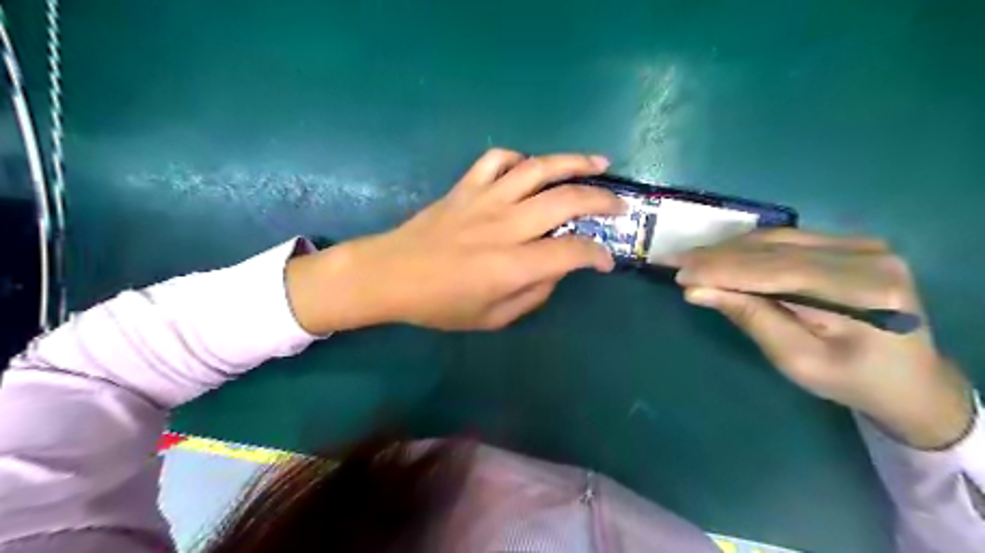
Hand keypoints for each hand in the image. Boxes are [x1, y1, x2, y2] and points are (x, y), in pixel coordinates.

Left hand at [287, 148, 620, 333]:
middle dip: (603, 200)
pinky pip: (498, 160)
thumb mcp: (491, 318)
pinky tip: (530, 168)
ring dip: (574, 162)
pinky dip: (520, 158)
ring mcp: (485, 199)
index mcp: (512, 265)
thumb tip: (555, 271)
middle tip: (619, 205)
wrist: (390, 275)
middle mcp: (506, 226)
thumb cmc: (439, 304)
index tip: (605, 261)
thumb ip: (532, 296)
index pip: (572, 251)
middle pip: (567, 200)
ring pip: (539, 169)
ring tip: (598, 163)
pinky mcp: (466, 187)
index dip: (597, 255)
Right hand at [674, 230, 970, 449]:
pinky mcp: (851, 244)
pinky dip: (749, 249)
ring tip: (691, 259)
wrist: (909, 379)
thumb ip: (749, 318)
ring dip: (729, 249)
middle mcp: (868, 255)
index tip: (678, 272)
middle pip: (775, 249)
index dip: (722, 269)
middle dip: (718, 256)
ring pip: (776, 239)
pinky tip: (722, 256)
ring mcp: (863, 244)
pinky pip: (787, 240)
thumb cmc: (851, 380)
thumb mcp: (796, 360)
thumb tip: (697, 290)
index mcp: (865, 291)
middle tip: (674, 261)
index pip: (777, 271)